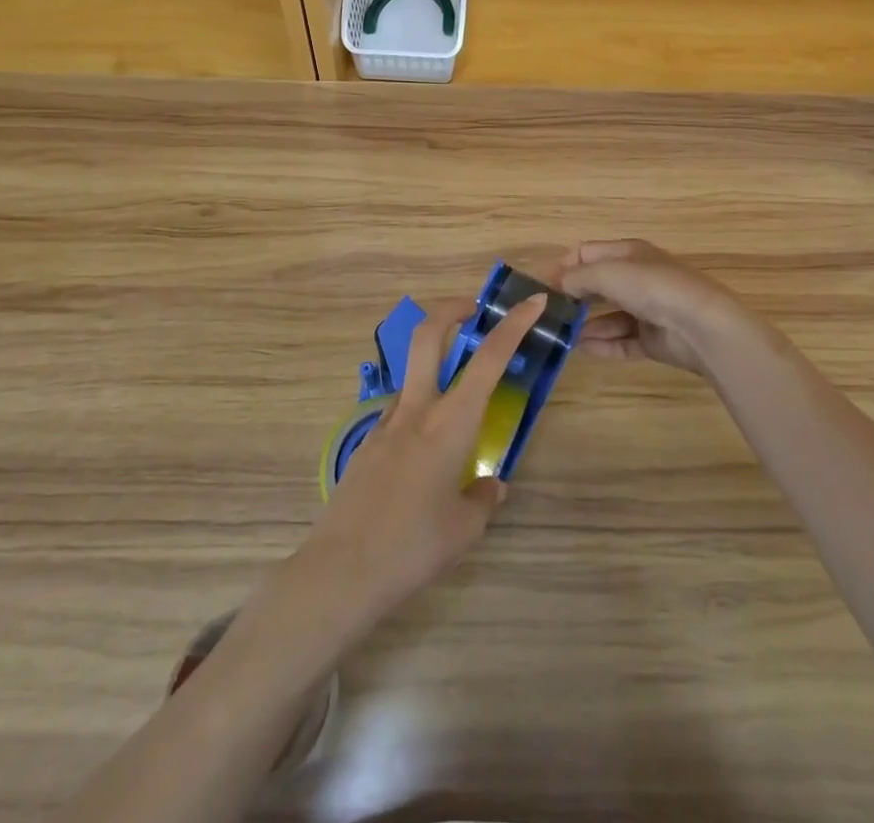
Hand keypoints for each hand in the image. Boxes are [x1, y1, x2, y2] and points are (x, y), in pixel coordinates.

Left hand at [293, 293, 545, 631]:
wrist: (340, 571)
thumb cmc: (413, 548)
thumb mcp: (464, 529)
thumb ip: (482, 498)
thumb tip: (490, 485)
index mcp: (450, 424)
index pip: (488, 360)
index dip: (513, 325)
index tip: (532, 302)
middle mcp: (417, 410)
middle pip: (429, 335)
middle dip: (452, 310)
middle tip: (474, 310)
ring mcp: (385, 423)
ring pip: (412, 374)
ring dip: (434, 365)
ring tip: (457, 403)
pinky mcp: (365, 443)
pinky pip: (398, 412)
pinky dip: (418, 412)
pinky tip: (423, 455)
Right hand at [560, 239, 774, 376]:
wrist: (701, 325)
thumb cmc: (652, 287)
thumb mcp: (607, 273)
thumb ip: (576, 277)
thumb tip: (556, 284)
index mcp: (629, 253)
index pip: (588, 253)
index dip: (564, 266)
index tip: (542, 286)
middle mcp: (638, 278)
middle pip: (598, 285)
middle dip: (574, 297)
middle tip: (548, 313)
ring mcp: (647, 310)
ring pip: (609, 316)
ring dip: (586, 325)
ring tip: (561, 336)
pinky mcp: (654, 339)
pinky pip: (622, 341)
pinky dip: (603, 344)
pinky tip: (582, 349)